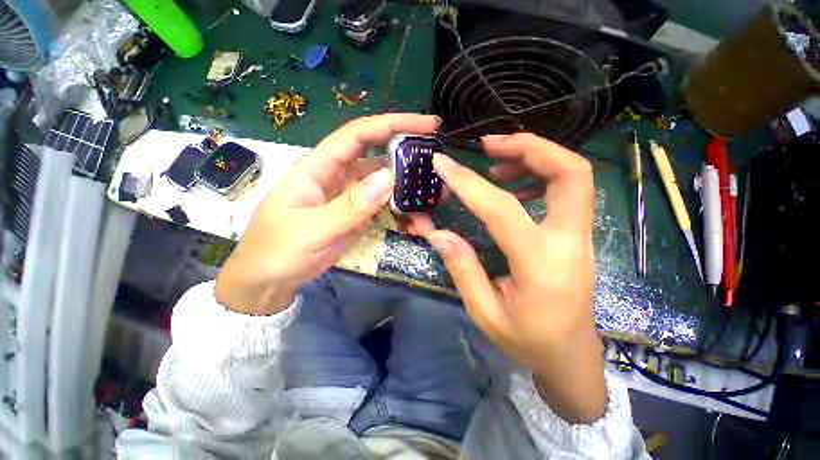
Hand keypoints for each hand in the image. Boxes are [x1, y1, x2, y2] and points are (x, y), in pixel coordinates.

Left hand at [215, 114, 439, 315]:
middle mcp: (338, 176)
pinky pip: (383, 205)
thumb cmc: (278, 251)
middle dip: (409, 156)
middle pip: (378, 156)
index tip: (427, 125)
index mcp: (319, 168)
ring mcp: (350, 197)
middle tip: (438, 165)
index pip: (359, 134)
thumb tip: (388, 179)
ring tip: (434, 197)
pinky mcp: (357, 214)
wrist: (270, 279)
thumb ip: (350, 207)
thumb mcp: (312, 230)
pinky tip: (416, 218)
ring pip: (385, 183)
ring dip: (409, 189)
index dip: (392, 124)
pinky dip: (401, 209)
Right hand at [408, 133, 605, 422]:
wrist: (571, 356)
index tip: (443, 164)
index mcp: (540, 265)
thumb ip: (462, 268)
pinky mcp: (578, 235)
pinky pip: (569, 190)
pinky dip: (540, 175)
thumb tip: (438, 233)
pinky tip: (513, 185)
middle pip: (571, 173)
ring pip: (575, 176)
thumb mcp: (485, 312)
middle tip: (489, 144)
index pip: (502, 209)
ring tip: (495, 161)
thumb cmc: (527, 340)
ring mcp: (580, 236)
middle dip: (529, 147)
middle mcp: (569, 242)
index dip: (468, 182)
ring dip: (535, 156)